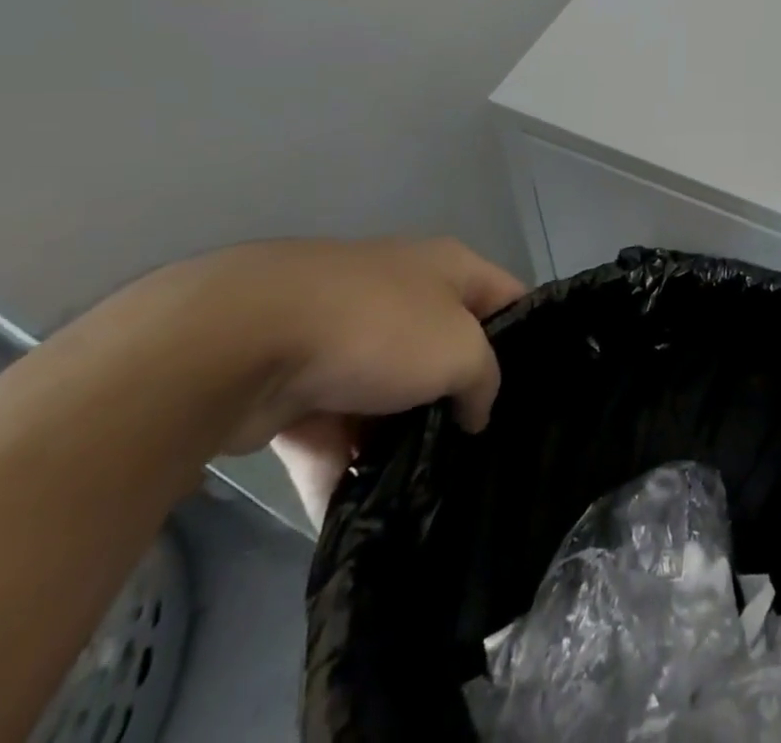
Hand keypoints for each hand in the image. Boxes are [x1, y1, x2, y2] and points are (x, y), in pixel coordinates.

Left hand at [122, 236, 526, 522]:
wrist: (241, 342)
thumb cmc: (378, 328)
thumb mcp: (460, 351)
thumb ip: (484, 380)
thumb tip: (475, 409)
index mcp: (447, 269)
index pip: (508, 296)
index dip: (529, 335)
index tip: (539, 390)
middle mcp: (401, 294)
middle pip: (446, 349)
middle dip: (459, 399)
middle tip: (480, 449)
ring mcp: (345, 339)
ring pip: (388, 396)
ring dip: (398, 441)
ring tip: (422, 493)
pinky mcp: (293, 384)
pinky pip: (331, 430)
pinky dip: (342, 467)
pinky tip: (358, 511)